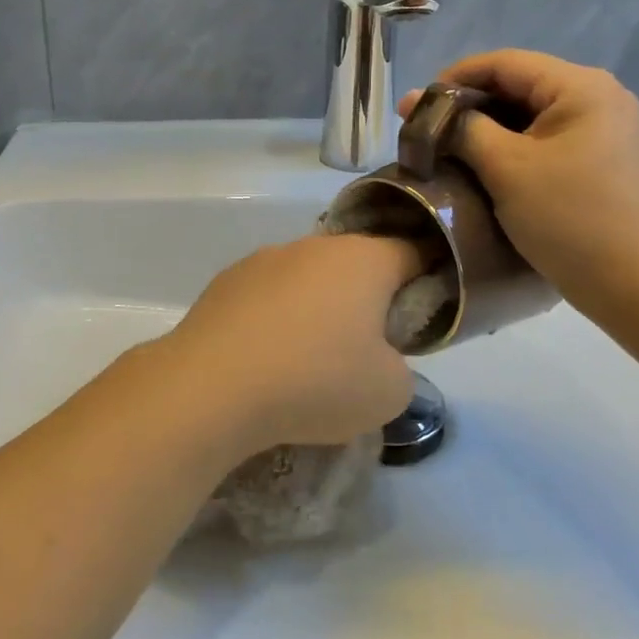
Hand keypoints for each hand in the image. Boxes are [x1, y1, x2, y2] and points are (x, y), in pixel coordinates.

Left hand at [149, 234, 423, 455]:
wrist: (212, 388)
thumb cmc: (316, 382)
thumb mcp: (389, 392)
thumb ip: (399, 366)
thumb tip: (375, 357)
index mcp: (363, 260)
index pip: (412, 252)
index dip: (426, 280)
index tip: (420, 317)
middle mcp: (313, 246)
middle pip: (355, 264)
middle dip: (365, 299)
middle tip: (364, 349)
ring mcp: (264, 259)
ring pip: (307, 278)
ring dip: (316, 307)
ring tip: (305, 361)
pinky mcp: (225, 281)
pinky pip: (268, 295)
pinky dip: (275, 318)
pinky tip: (265, 359)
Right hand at [400, 50, 638, 315]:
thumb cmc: (572, 218)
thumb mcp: (507, 168)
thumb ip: (462, 128)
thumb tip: (422, 105)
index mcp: (580, 87)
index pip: (503, 62)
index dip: (453, 78)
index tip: (414, 107)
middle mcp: (597, 98)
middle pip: (517, 87)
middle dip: (467, 107)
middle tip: (423, 132)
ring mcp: (603, 132)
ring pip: (529, 117)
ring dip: (485, 131)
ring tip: (446, 152)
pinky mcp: (601, 163)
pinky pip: (545, 143)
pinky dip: (510, 151)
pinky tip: (482, 170)